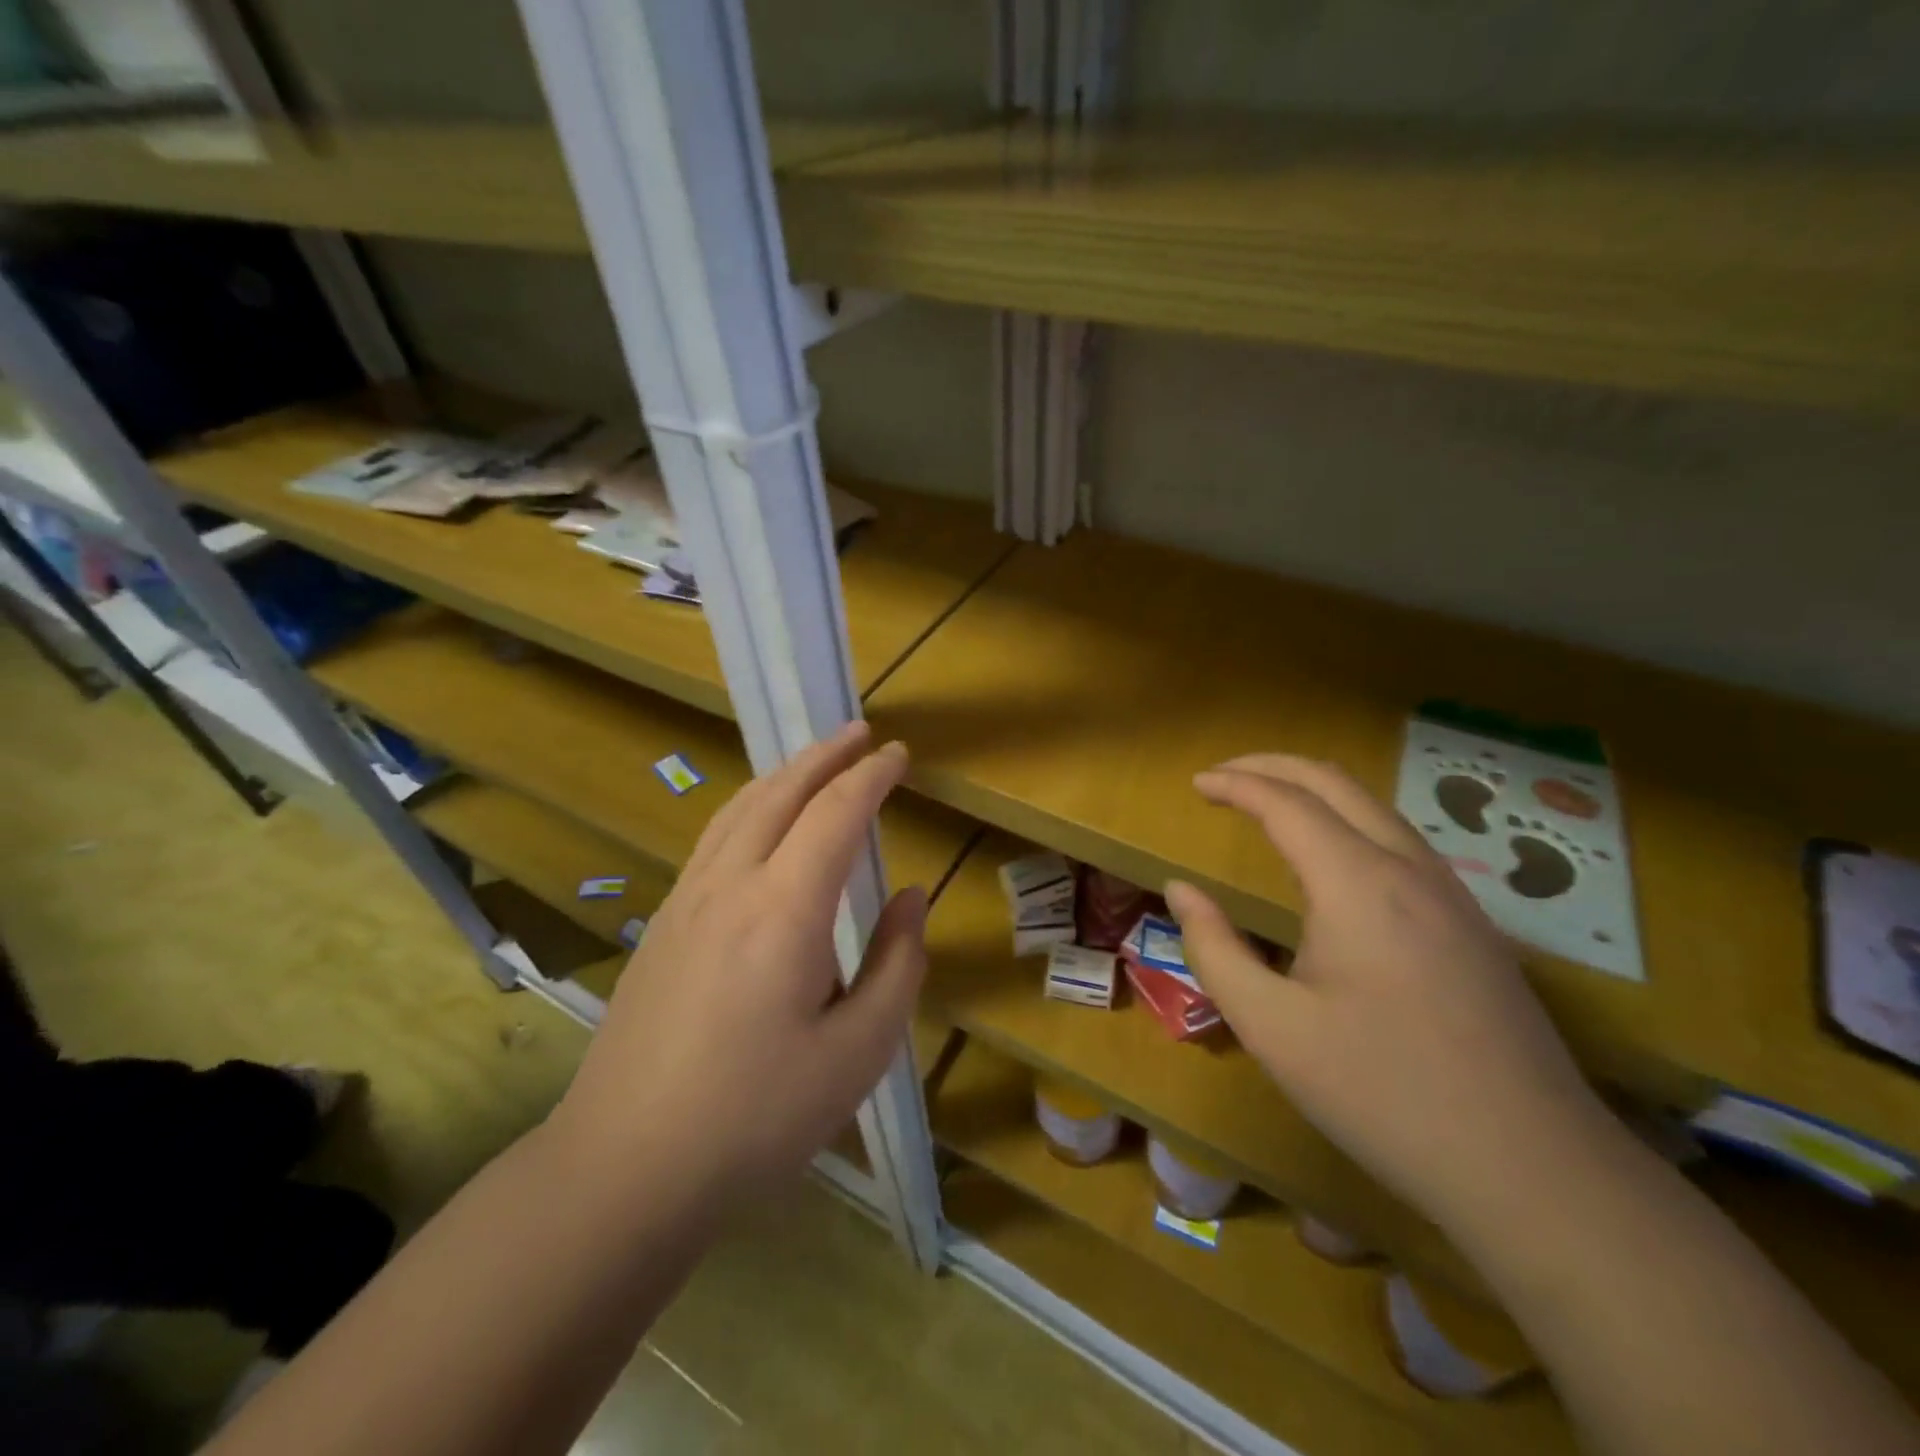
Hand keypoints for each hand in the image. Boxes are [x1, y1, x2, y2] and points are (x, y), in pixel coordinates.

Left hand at [552, 722, 926, 1199]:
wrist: (624, 1167)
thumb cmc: (756, 1118)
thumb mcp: (858, 1052)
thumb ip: (897, 964)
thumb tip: (911, 897)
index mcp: (784, 910)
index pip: (835, 813)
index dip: (871, 777)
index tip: (898, 755)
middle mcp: (730, 886)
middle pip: (780, 793)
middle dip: (824, 755)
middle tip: (860, 733)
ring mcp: (686, 901)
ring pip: (738, 809)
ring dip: (783, 775)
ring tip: (815, 761)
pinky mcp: (663, 925)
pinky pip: (714, 838)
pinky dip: (750, 807)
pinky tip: (760, 824)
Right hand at [1166, 754, 1612, 1232]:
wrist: (1533, 1171)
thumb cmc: (1382, 1092)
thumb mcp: (1271, 1027)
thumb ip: (1214, 948)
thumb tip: (1181, 890)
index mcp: (1358, 884)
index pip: (1287, 803)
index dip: (1236, 784)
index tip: (1196, 783)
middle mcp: (1410, 870)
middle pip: (1337, 783)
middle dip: (1274, 766)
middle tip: (1225, 775)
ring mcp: (1453, 896)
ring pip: (1376, 808)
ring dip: (1315, 791)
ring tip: (1269, 804)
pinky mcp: (1474, 927)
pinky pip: (1401, 842)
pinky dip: (1350, 822)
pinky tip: (1333, 860)